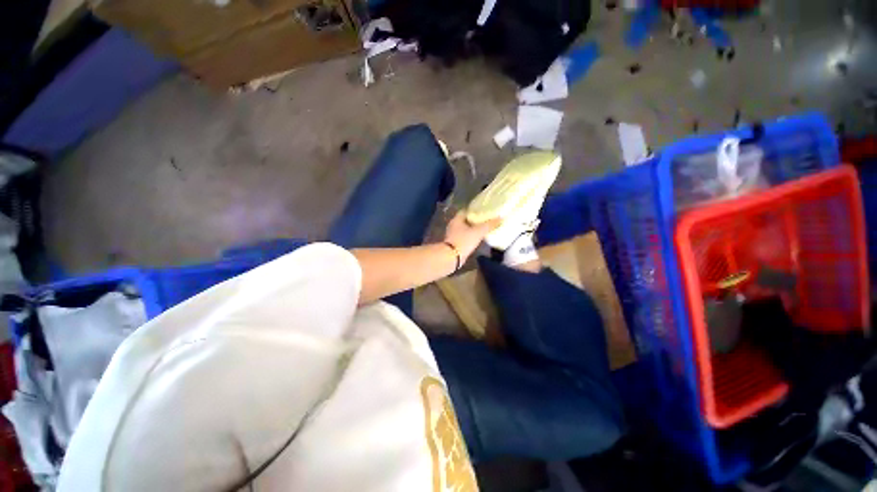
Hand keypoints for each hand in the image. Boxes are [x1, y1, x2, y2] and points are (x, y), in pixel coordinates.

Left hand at [444, 211, 501, 261]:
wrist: (451, 257)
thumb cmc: (463, 241)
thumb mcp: (478, 232)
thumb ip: (489, 225)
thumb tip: (501, 217)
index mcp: (457, 219)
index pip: (466, 211)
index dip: (475, 210)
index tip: (484, 211)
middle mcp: (453, 225)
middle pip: (465, 220)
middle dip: (474, 220)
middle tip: (485, 220)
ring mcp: (452, 235)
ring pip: (464, 229)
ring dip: (472, 229)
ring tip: (483, 230)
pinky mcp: (454, 244)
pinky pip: (464, 237)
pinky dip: (470, 237)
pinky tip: (477, 239)